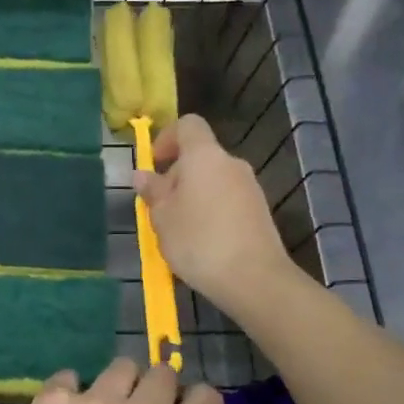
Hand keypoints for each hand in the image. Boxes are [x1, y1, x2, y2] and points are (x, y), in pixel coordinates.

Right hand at [134, 114, 292, 318]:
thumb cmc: (199, 240)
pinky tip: (202, 243)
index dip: (167, 138)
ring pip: (212, 181)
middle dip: (176, 176)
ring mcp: (250, 188)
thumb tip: (143, 175)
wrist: (255, 279)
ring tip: (178, 230)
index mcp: (204, 155)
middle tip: (159, 209)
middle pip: (199, 156)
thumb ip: (153, 192)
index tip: (153, 164)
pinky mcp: (259, 212)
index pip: (188, 125)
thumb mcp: (162, 217)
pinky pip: (227, 201)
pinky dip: (211, 212)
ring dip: (192, 196)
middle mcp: (231, 163)